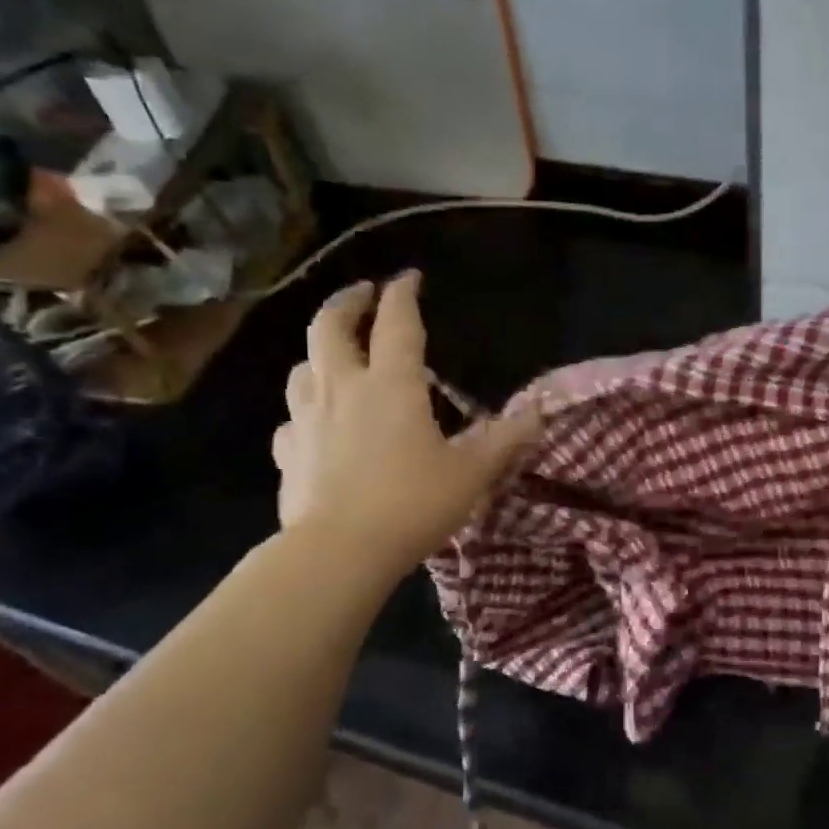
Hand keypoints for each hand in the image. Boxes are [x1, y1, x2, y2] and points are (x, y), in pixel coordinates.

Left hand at [271, 273, 539, 564]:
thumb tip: (538, 411)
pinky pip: (292, 420)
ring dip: (320, 352)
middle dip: (347, 302)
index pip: (397, 323)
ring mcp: (308, 419)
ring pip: (303, 368)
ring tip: (337, 356)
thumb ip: (506, 438)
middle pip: (330, 327)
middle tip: (363, 293)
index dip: (403, 294)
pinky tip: (316, 425)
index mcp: (392, 384)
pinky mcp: (290, 454)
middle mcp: (344, 389)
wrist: (339, 551)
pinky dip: (306, 411)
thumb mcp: (472, 472)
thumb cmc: (413, 503)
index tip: (409, 277)